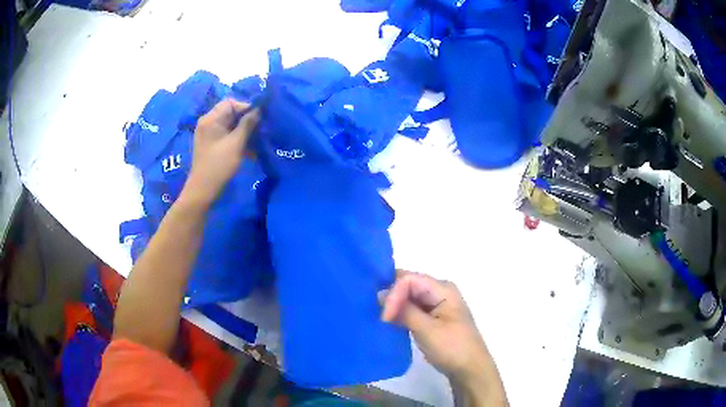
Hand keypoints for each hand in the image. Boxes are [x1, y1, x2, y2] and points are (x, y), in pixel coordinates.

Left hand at [183, 99, 259, 204]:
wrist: (203, 190)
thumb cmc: (219, 165)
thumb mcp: (236, 143)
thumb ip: (248, 123)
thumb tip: (259, 109)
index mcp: (211, 119)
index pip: (231, 103)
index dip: (246, 107)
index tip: (260, 118)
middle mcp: (208, 123)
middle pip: (231, 113)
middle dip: (247, 120)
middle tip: (261, 129)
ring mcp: (209, 134)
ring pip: (231, 126)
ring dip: (245, 131)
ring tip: (258, 141)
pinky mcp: (212, 145)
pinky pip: (227, 136)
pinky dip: (238, 140)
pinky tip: (251, 151)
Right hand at [380, 271, 506, 405]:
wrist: (469, 369)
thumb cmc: (452, 347)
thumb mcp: (427, 329)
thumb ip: (405, 310)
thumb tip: (381, 294)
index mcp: (443, 289)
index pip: (410, 279)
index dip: (394, 293)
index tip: (384, 316)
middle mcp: (440, 291)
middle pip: (409, 285)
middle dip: (392, 296)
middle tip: (378, 314)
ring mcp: (437, 304)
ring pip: (410, 297)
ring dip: (396, 306)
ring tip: (380, 318)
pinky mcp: (433, 317)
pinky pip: (413, 308)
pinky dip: (402, 313)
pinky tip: (390, 322)